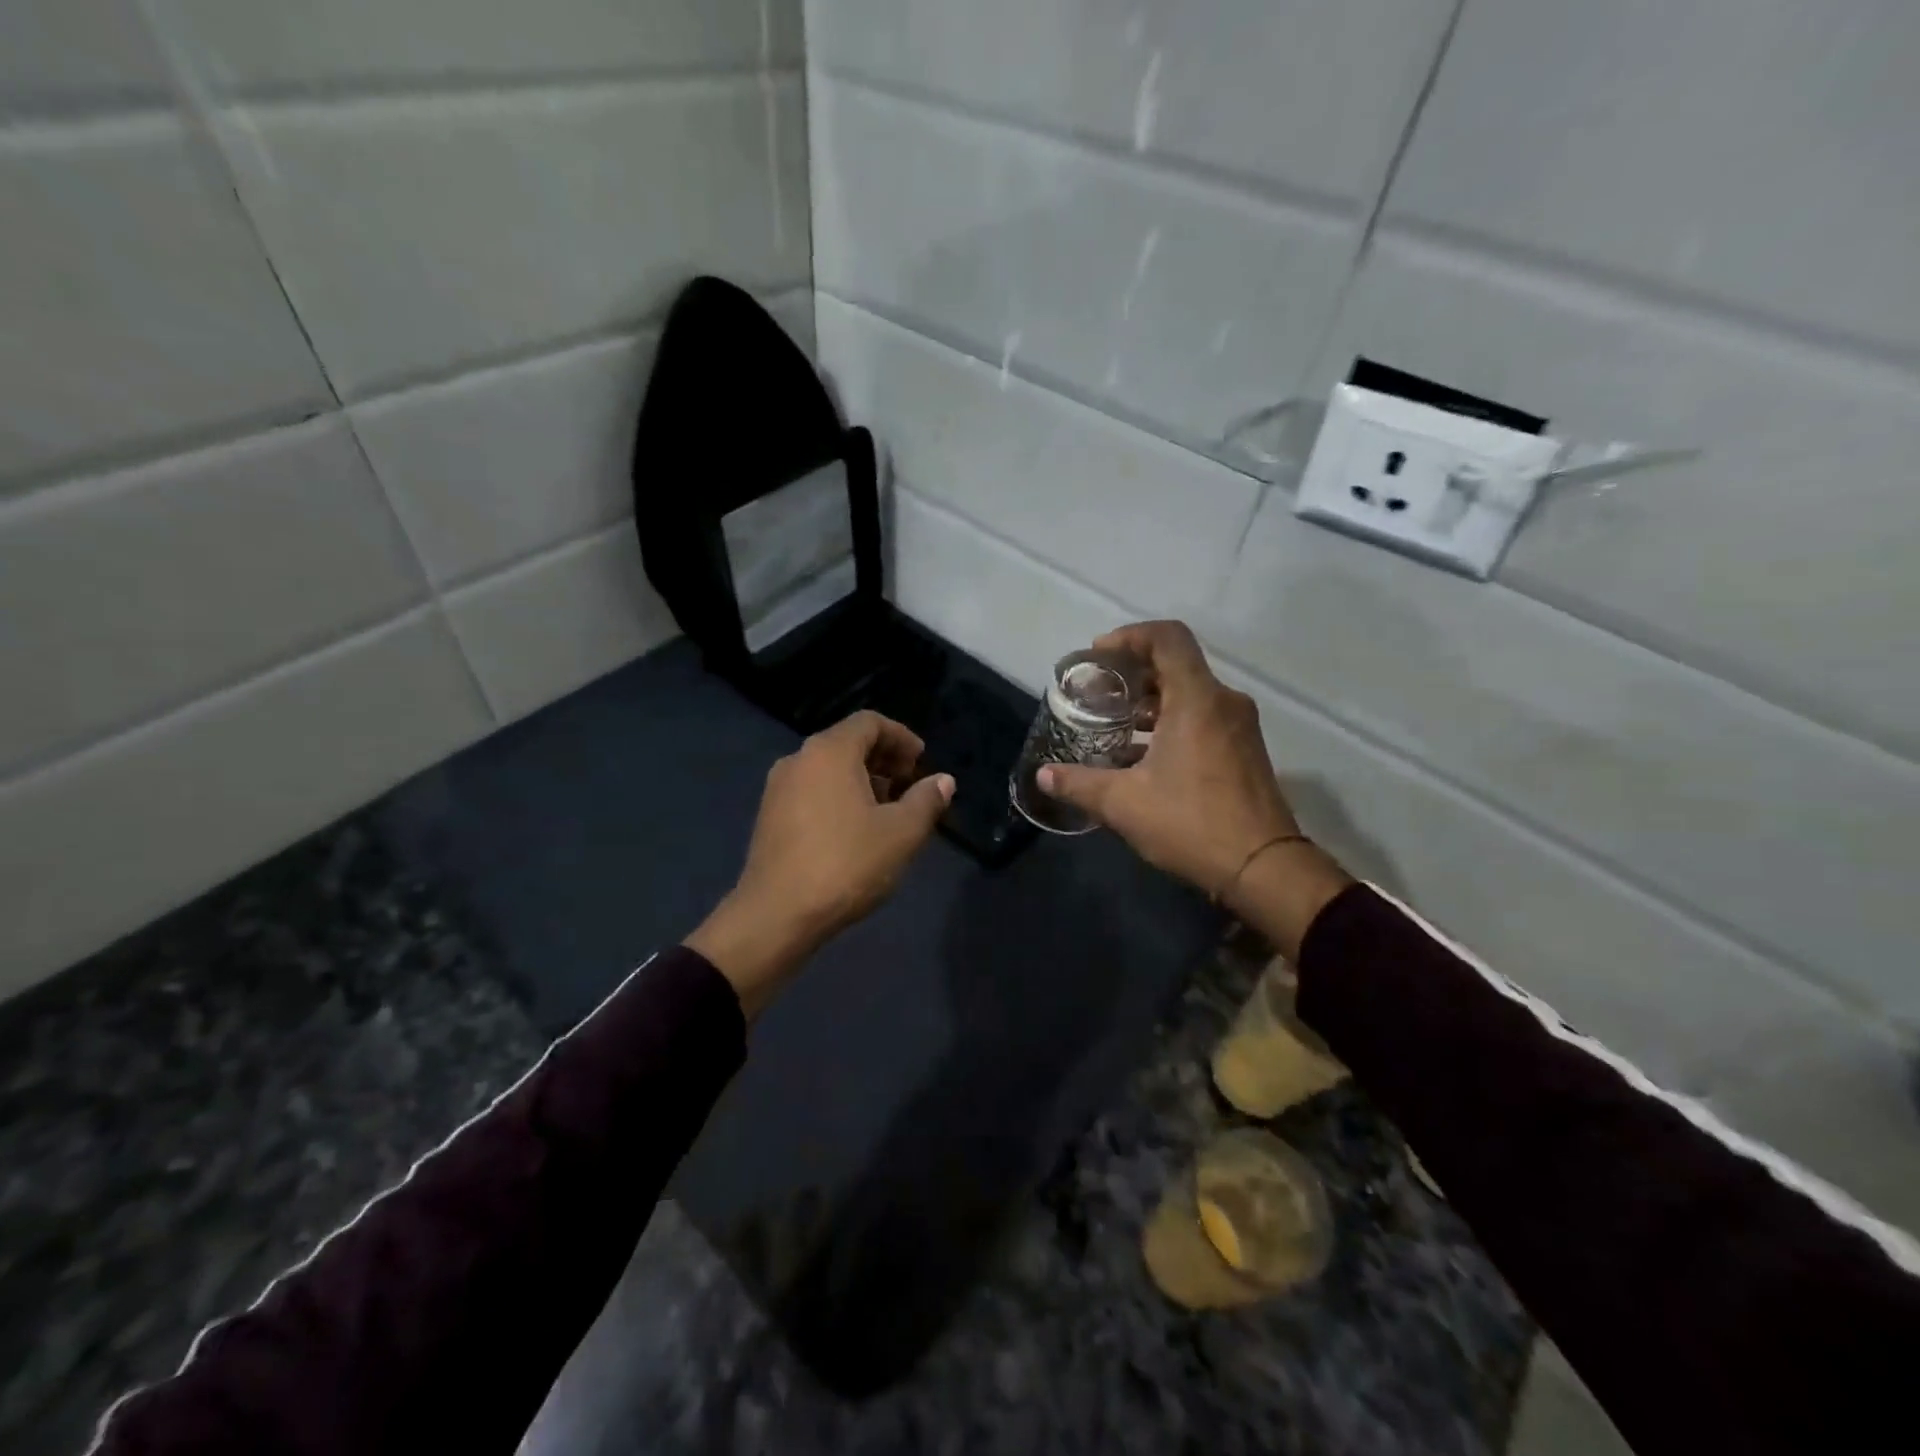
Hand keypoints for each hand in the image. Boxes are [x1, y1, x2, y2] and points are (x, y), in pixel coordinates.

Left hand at [687, 711, 953, 1015]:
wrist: (777, 915)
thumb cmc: (846, 864)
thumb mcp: (901, 833)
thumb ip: (926, 800)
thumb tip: (943, 780)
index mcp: (829, 751)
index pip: (870, 722)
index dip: (901, 737)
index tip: (921, 761)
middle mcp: (799, 759)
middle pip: (847, 742)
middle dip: (883, 759)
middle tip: (910, 784)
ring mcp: (778, 788)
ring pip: (828, 769)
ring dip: (862, 780)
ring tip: (888, 810)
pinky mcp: (769, 817)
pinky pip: (811, 790)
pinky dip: (838, 796)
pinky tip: (855, 830)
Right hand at [1039, 621, 1350, 956]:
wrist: (1263, 868)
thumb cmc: (1191, 823)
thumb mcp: (1124, 803)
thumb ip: (1079, 783)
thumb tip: (1043, 775)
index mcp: (1197, 699)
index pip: (1167, 638)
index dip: (1129, 637)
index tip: (1098, 656)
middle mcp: (1223, 702)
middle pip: (1176, 664)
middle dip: (1133, 673)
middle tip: (1097, 693)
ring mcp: (1239, 727)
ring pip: (1190, 693)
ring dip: (1151, 701)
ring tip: (1115, 723)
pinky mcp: (1244, 750)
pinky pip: (1203, 717)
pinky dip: (1171, 722)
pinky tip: (1143, 754)